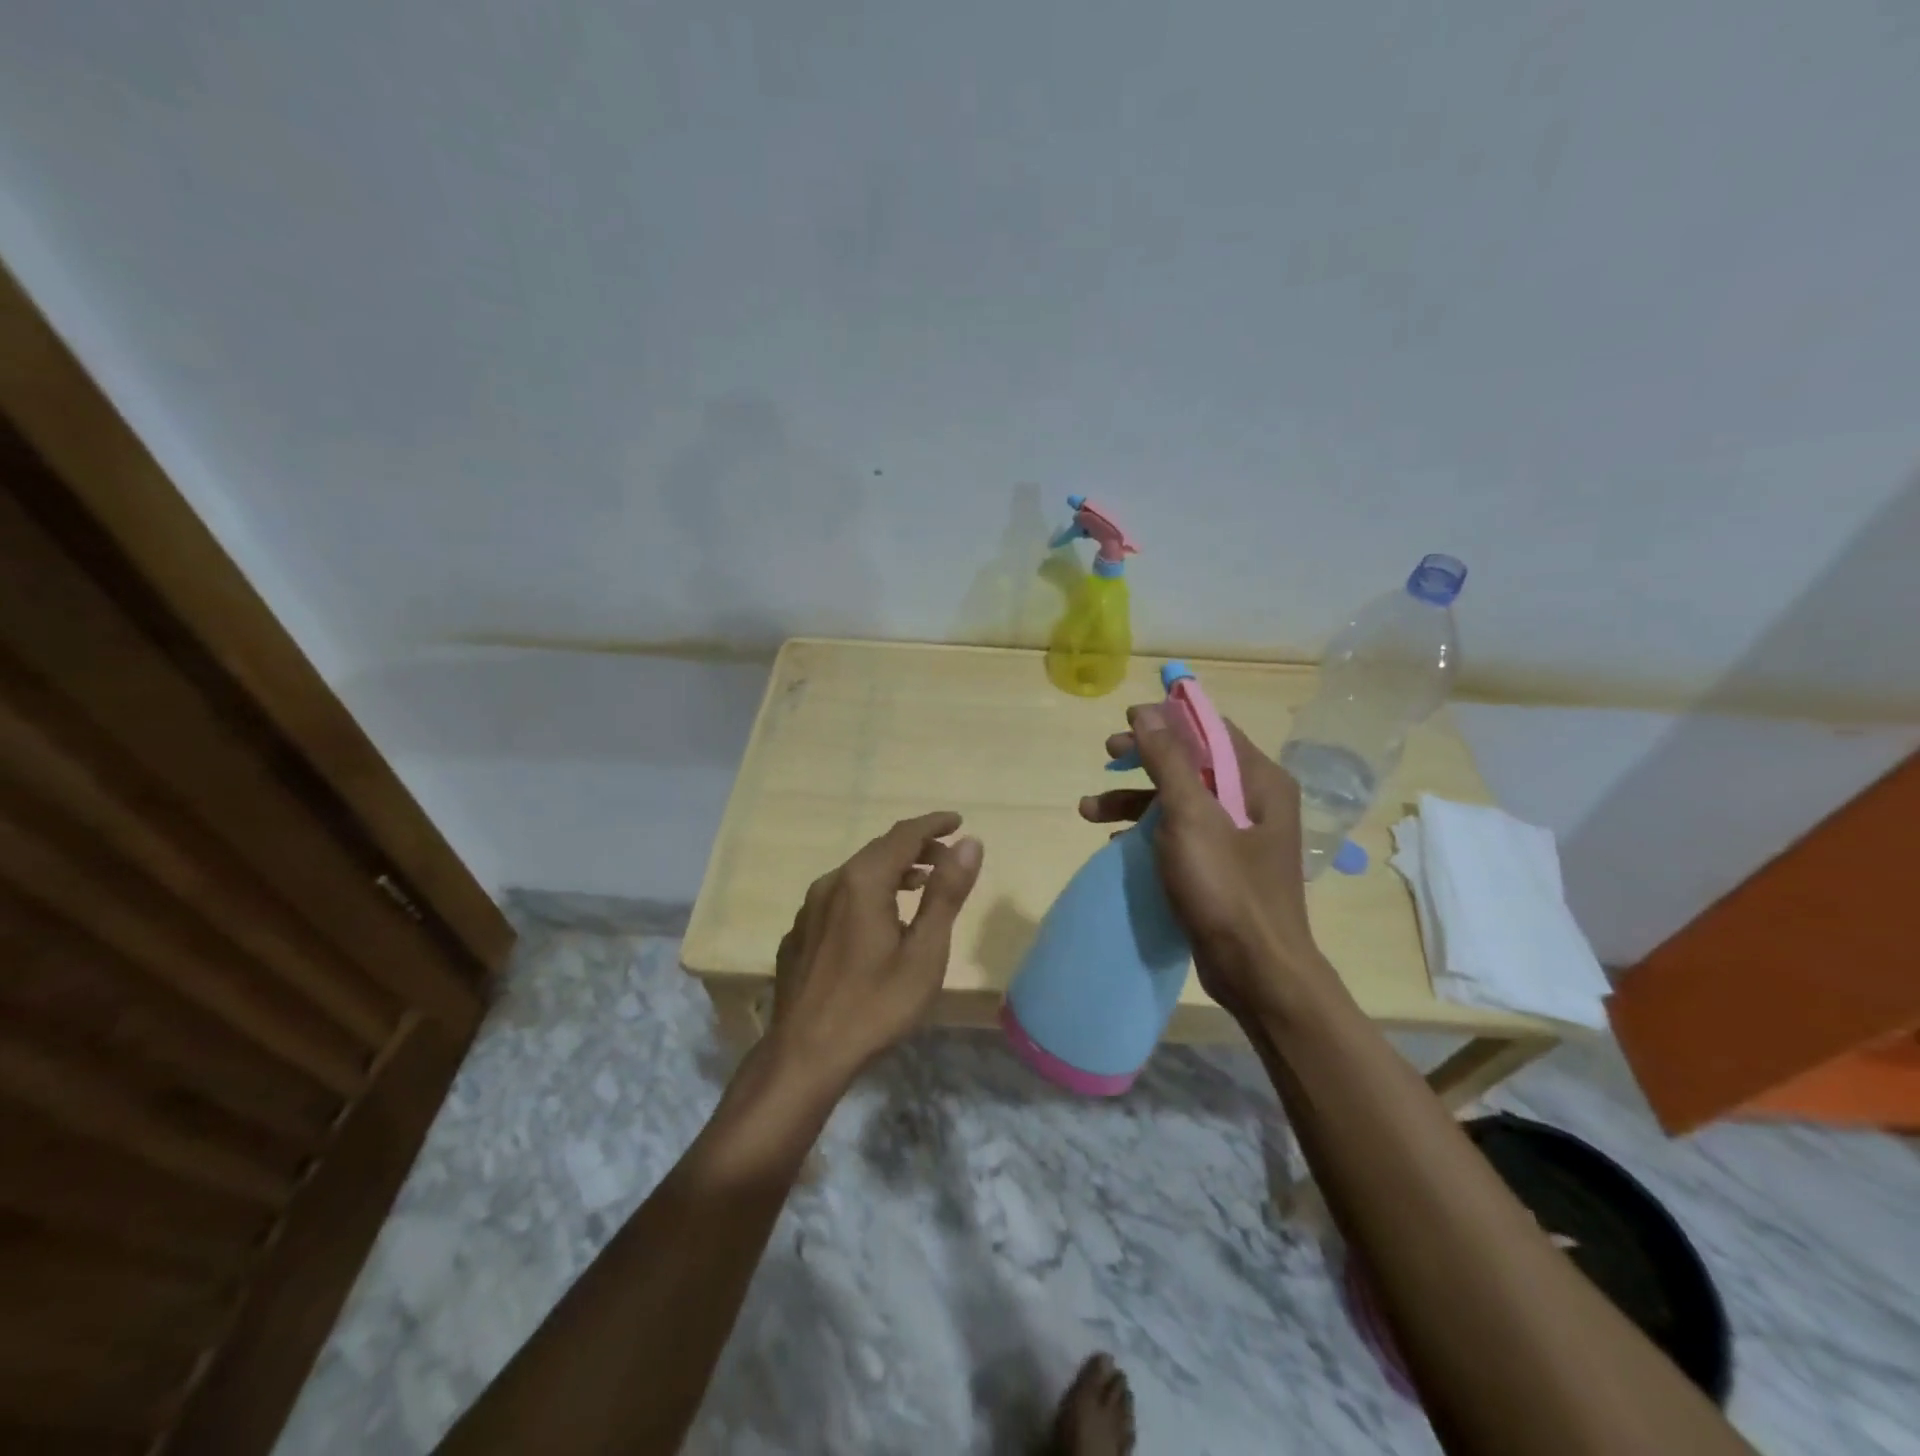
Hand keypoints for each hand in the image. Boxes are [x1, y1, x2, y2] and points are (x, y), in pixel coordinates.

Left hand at [767, 812, 983, 1088]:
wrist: (804, 1056)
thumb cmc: (875, 1005)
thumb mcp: (924, 952)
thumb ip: (946, 893)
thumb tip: (969, 843)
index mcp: (862, 881)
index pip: (903, 834)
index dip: (933, 825)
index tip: (958, 822)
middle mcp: (830, 883)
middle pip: (879, 851)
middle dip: (916, 848)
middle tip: (947, 859)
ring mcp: (808, 909)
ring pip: (856, 874)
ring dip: (891, 871)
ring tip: (920, 885)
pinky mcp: (799, 934)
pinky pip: (838, 897)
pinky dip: (867, 894)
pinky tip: (877, 921)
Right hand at [1079, 705, 1330, 1020]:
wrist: (1256, 970)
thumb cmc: (1226, 886)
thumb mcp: (1190, 816)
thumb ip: (1167, 760)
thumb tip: (1146, 712)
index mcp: (1259, 781)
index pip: (1211, 730)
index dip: (1167, 719)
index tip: (1125, 720)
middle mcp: (1254, 802)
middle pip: (1192, 763)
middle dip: (1143, 760)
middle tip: (1106, 756)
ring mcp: (1238, 837)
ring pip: (1180, 801)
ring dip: (1135, 800)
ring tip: (1088, 811)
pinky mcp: (1222, 868)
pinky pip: (1180, 835)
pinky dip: (1147, 832)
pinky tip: (1115, 843)